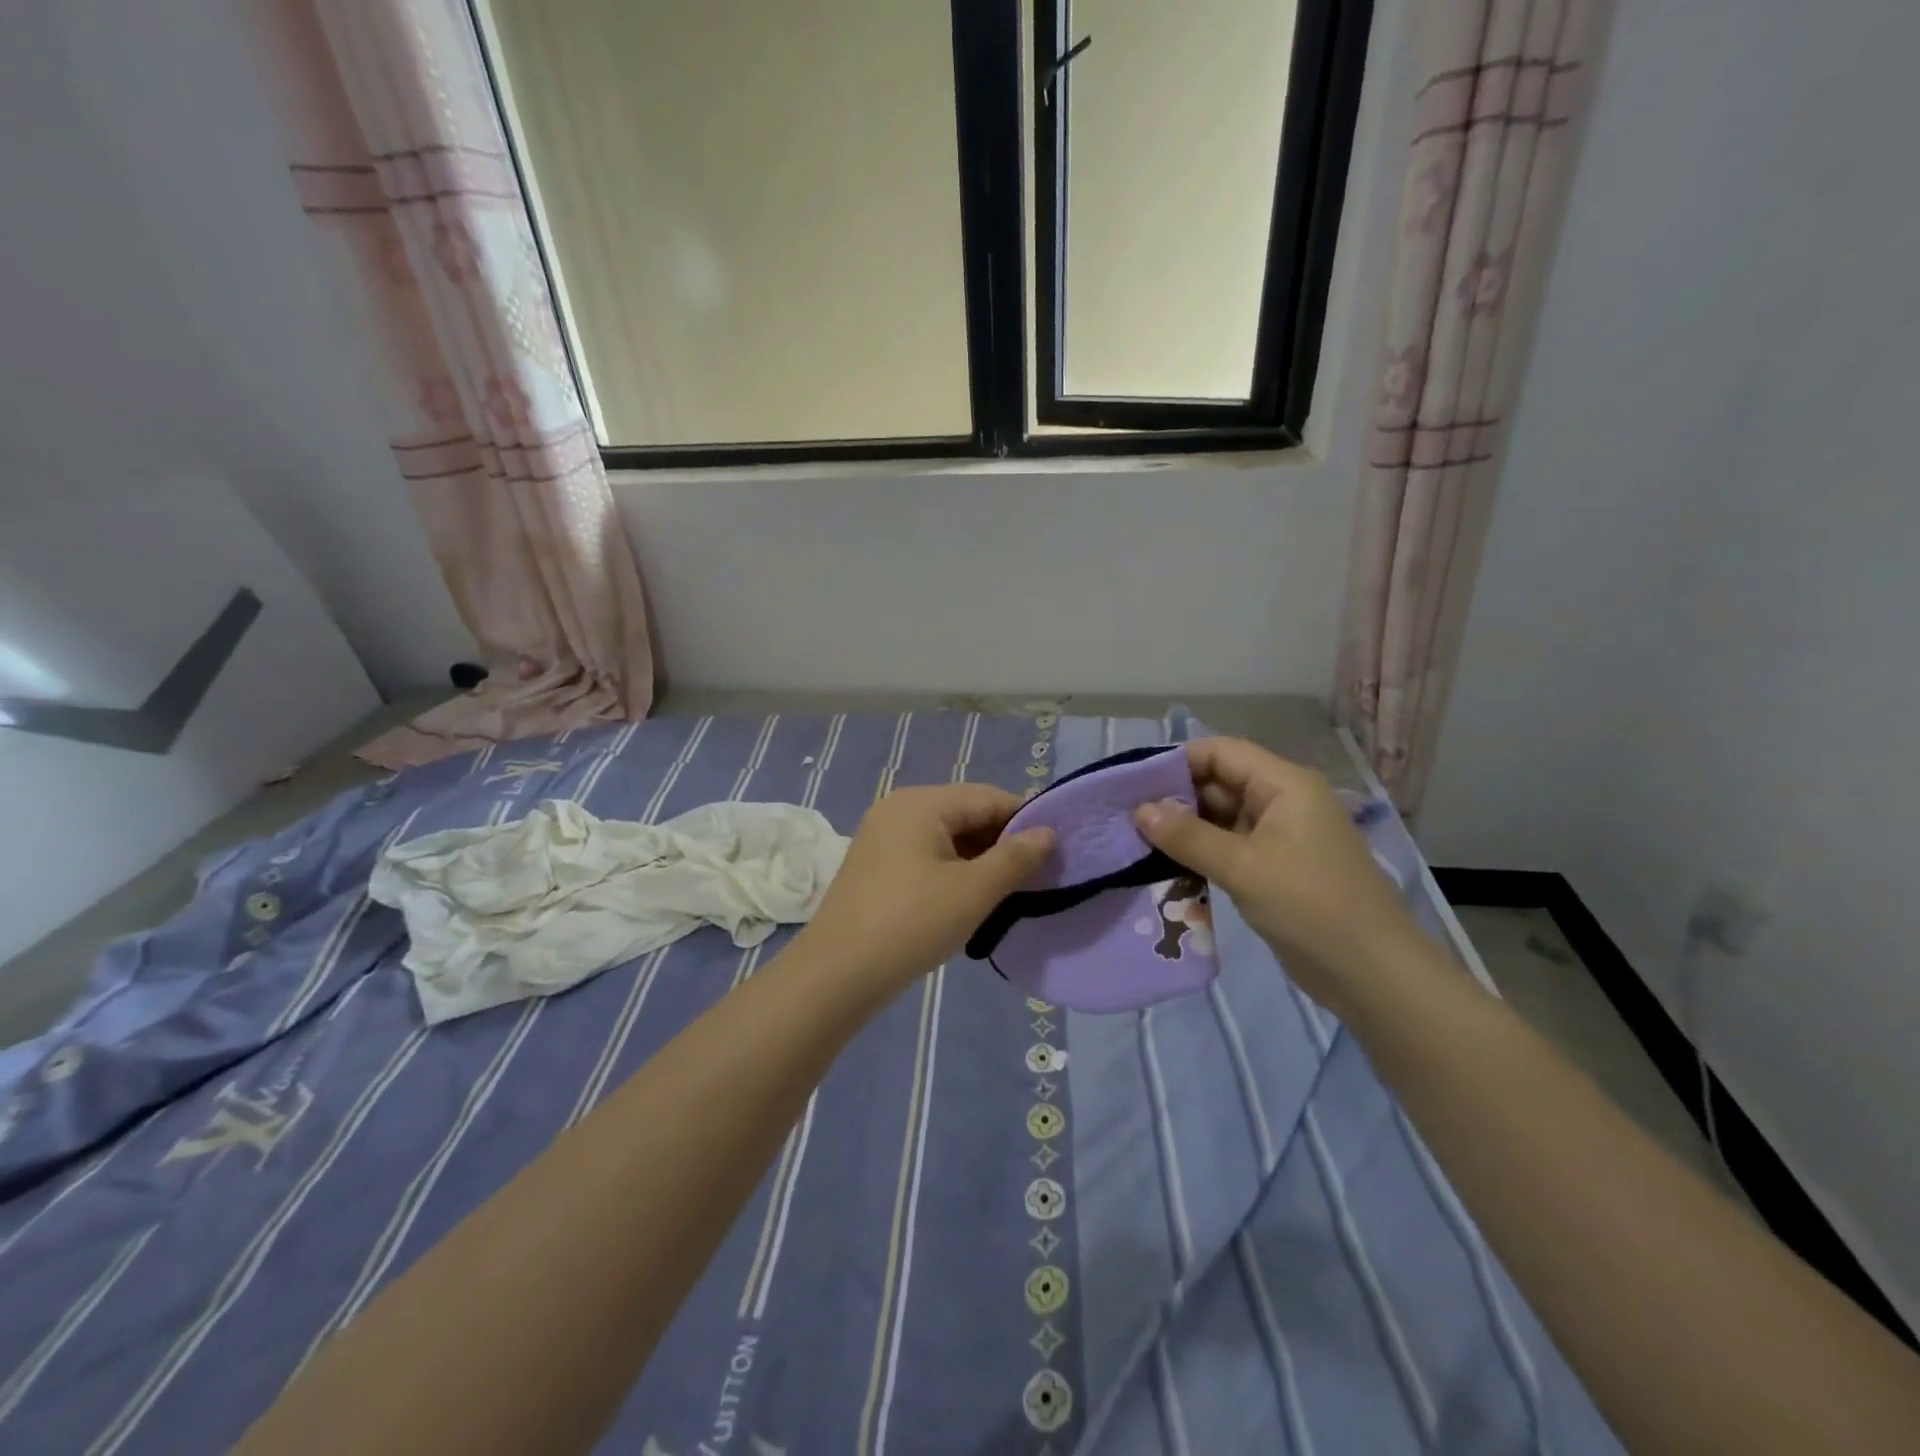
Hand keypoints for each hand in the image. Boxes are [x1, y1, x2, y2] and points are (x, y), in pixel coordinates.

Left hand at [793, 784, 1055, 996]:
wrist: (837, 975)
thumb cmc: (912, 923)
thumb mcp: (974, 891)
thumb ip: (1016, 858)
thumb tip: (1048, 833)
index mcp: (920, 803)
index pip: (988, 797)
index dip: (1025, 821)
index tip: (1056, 851)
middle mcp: (899, 809)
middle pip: (966, 814)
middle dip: (1002, 843)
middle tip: (1036, 877)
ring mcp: (883, 838)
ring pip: (947, 838)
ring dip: (980, 861)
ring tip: (1008, 892)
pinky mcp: (876, 867)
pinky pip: (927, 856)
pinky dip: (954, 872)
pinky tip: (970, 900)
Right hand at [1133, 738, 1424, 1014]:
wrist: (1373, 974)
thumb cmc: (1311, 906)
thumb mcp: (1243, 867)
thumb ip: (1188, 836)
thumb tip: (1139, 810)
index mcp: (1284, 785)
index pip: (1222, 752)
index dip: (1177, 761)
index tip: (1133, 783)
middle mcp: (1281, 801)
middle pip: (1219, 782)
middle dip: (1175, 797)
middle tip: (1127, 816)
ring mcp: (1279, 836)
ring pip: (1221, 817)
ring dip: (1184, 828)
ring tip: (1137, 840)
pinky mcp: (1274, 867)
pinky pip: (1228, 847)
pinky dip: (1200, 852)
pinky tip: (1166, 864)